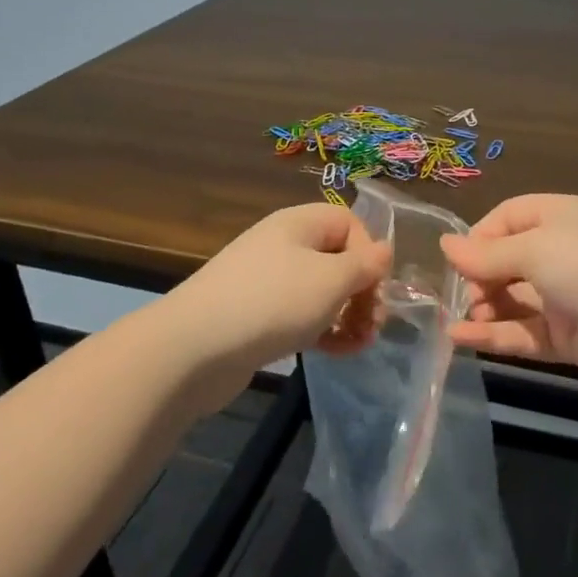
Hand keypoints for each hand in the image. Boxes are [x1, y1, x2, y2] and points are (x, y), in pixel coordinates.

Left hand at [167, 204, 389, 410]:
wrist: (193, 349)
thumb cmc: (272, 303)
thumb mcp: (331, 280)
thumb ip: (365, 265)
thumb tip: (384, 250)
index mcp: (299, 223)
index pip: (349, 223)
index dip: (370, 253)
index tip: (375, 288)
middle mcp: (283, 245)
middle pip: (337, 258)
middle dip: (362, 291)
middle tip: (372, 324)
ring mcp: (267, 281)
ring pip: (321, 291)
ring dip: (346, 315)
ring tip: (358, 344)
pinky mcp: (256, 316)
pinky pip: (300, 315)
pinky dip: (322, 330)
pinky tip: (334, 353)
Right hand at [439, 194, 577, 394]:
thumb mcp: (534, 249)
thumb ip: (486, 254)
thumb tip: (444, 246)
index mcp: (556, 217)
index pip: (506, 219)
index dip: (478, 238)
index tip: (455, 261)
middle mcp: (559, 253)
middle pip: (505, 262)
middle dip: (479, 277)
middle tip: (463, 295)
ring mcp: (564, 297)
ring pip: (512, 300)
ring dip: (484, 308)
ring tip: (461, 318)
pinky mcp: (567, 337)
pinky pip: (523, 333)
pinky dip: (494, 336)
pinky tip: (462, 338)